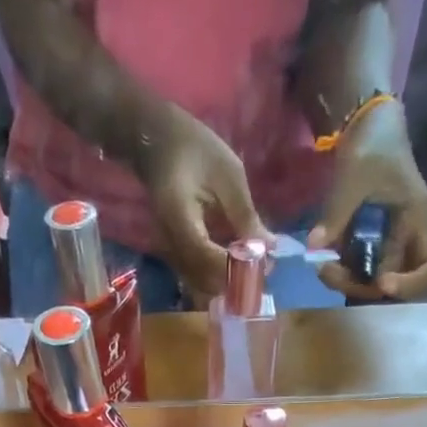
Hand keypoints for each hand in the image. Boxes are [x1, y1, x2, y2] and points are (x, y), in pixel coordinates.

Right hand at [140, 108, 271, 304]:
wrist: (158, 143)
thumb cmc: (195, 148)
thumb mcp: (228, 174)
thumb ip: (245, 215)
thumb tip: (268, 248)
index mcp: (179, 217)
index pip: (206, 256)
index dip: (234, 267)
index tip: (261, 266)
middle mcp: (169, 242)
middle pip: (202, 279)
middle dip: (234, 280)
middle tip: (263, 270)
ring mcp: (169, 251)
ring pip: (199, 283)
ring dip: (227, 282)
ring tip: (255, 269)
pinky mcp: (174, 254)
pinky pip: (196, 275)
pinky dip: (218, 276)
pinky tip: (237, 266)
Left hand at [307, 101, 426, 300]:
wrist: (364, 125)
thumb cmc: (373, 143)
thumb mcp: (356, 173)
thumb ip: (337, 212)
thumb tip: (314, 247)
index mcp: (417, 217)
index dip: (413, 283)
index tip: (383, 283)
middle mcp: (406, 237)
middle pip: (394, 283)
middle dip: (363, 287)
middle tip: (332, 272)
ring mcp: (385, 242)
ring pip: (371, 282)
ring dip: (347, 283)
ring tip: (323, 267)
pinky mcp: (367, 243)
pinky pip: (356, 270)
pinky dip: (340, 272)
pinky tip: (323, 260)